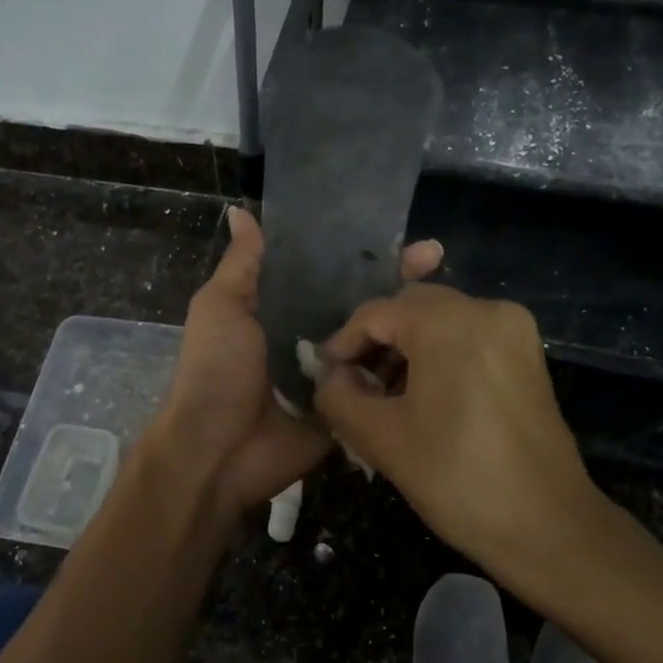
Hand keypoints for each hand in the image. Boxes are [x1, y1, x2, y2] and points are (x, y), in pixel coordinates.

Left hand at [151, 206, 441, 522]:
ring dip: (408, 323)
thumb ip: (243, 265)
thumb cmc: (215, 371)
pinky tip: (443, 348)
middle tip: (435, 259)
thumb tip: (241, 210)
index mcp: (282, 308)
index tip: (393, 230)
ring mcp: (335, 374)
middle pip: (360, 303)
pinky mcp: (350, 409)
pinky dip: (404, 369)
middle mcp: (312, 335)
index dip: (360, 252)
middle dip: (395, 281)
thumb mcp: (221, 307)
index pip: (330, 271)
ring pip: (377, 340)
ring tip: (447, 299)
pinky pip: (380, 385)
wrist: (216, 451)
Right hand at [313, 284, 612, 578]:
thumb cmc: (457, 477)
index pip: (376, 313)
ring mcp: (514, 331)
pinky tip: (423, 398)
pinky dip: (438, 357)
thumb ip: (338, 396)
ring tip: (384, 398)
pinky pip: (468, 339)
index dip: (342, 343)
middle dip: (376, 343)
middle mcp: (487, 310)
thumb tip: (331, 377)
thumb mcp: (380, 438)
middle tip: (353, 386)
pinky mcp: (528, 356)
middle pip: (411, 309)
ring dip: (406, 350)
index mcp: (450, 322)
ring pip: (440, 322)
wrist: (547, 526)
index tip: (324, 376)